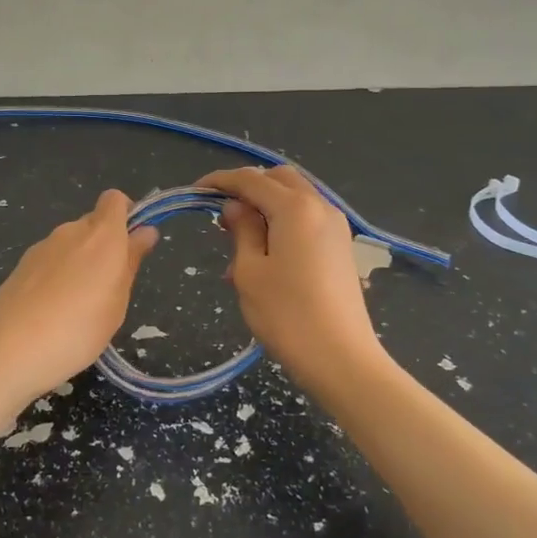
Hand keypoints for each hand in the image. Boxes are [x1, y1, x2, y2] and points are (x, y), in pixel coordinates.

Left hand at [0, 189, 157, 402]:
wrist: (6, 351)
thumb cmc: (77, 330)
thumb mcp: (117, 302)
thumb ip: (130, 261)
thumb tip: (145, 230)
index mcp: (101, 235)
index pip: (115, 200)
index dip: (127, 215)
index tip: (133, 245)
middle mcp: (70, 231)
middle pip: (93, 223)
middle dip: (105, 246)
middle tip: (109, 288)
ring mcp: (41, 247)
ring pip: (70, 244)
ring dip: (80, 263)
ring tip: (80, 308)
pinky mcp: (20, 266)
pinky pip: (50, 261)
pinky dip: (57, 276)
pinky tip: (53, 312)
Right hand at [199, 165, 387, 392]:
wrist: (341, 358)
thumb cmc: (287, 315)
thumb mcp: (250, 270)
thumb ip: (241, 230)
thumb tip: (235, 206)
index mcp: (295, 207)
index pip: (251, 179)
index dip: (220, 180)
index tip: (195, 192)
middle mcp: (320, 206)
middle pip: (279, 179)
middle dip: (248, 188)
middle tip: (221, 215)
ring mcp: (336, 226)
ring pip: (295, 198)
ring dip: (265, 207)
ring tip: (239, 243)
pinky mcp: (341, 246)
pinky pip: (307, 220)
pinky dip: (283, 223)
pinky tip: (264, 256)